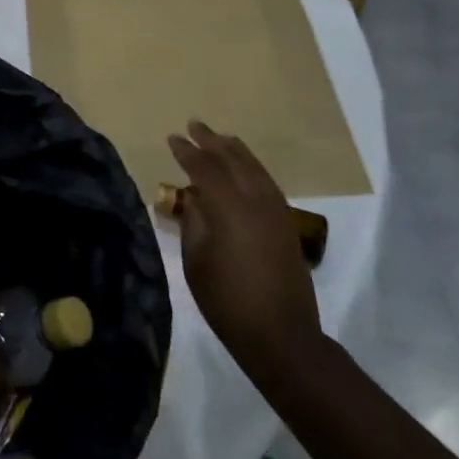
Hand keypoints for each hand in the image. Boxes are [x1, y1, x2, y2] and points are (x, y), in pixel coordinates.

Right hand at [165, 120, 321, 377]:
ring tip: (221, 138)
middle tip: (195, 125)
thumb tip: (195, 199)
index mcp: (229, 208)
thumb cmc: (226, 300)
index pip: (204, 168)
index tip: (172, 138)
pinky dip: (251, 168)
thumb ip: (194, 223)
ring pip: (255, 168)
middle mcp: (256, 200)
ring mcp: (276, 211)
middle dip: (212, 141)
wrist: (280, 333)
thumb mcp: (196, 261)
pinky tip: (244, 169)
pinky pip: (266, 182)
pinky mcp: (286, 223)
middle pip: (233, 160)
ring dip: (235, 151)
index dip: (187, 152)